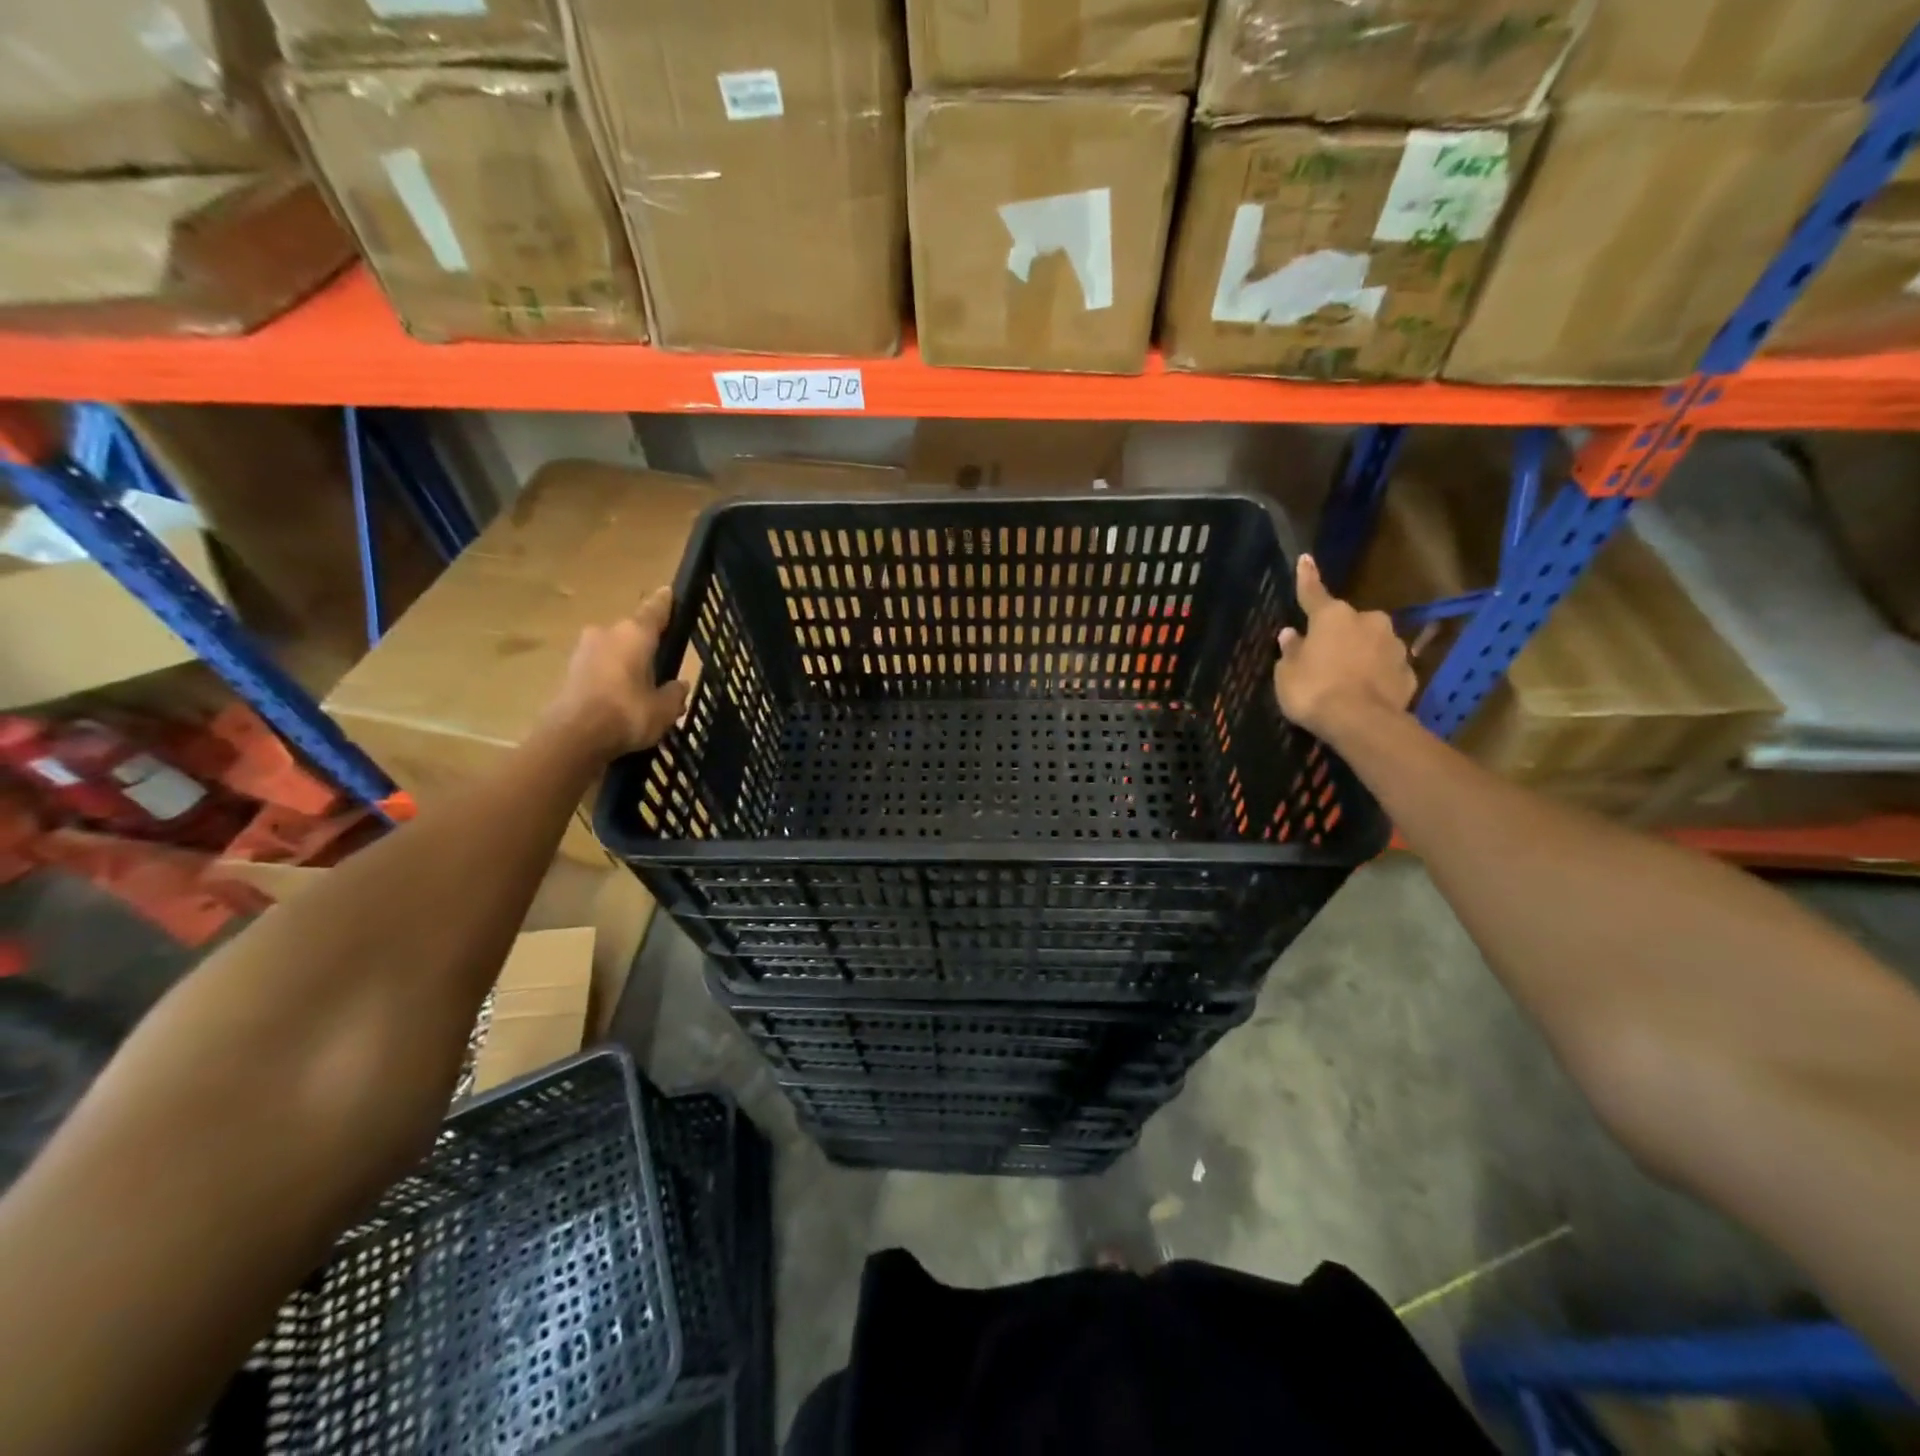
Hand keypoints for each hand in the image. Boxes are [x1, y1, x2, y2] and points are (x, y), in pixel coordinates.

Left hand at [545, 588, 690, 757]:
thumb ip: (675, 694)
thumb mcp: (664, 709)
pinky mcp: (568, 673)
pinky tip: (620, 700)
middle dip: (645, 647)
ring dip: (625, 665)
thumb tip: (679, 685)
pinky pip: (599, 670)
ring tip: (641, 689)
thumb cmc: (627, 714)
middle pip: (632, 634)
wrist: (573, 737)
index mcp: (635, 634)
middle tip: (660, 665)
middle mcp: (607, 634)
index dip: (665, 603)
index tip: (668, 592)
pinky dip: (610, 680)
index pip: (655, 611)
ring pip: (613, 652)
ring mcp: (583, 652)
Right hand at [1273, 555, 1416, 741]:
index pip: (1313, 592)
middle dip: (1339, 634)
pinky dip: (1375, 675)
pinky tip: (1365, 692)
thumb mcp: (1287, 674)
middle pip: (1348, 622)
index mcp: (1332, 616)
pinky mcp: (1409, 671)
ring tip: (1346, 679)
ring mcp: (1393, 645)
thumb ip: (1291, 651)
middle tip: (1324, 656)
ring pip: (1371, 643)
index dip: (1307, 577)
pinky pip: (1386, 668)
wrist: (1362, 723)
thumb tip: (1292, 635)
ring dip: (1360, 654)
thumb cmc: (1314, 691)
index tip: (1305, 559)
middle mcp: (1368, 621)